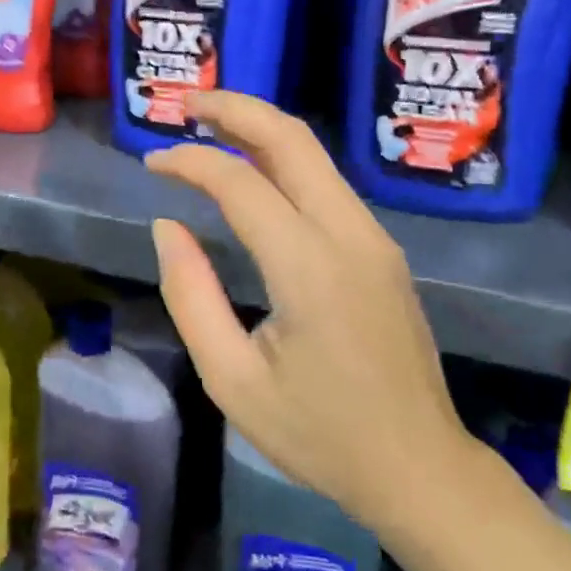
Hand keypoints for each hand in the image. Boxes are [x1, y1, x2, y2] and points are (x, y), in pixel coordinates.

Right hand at [145, 92, 478, 532]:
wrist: (419, 469)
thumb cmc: (318, 435)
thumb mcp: (231, 379)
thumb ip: (191, 295)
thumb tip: (168, 227)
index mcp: (310, 268)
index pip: (240, 182)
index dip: (189, 162)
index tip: (151, 163)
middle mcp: (349, 235)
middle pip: (292, 139)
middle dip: (236, 109)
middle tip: (185, 101)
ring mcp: (374, 239)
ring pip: (315, 156)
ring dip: (260, 130)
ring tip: (208, 127)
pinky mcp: (381, 251)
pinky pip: (328, 185)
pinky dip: (283, 162)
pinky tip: (251, 172)